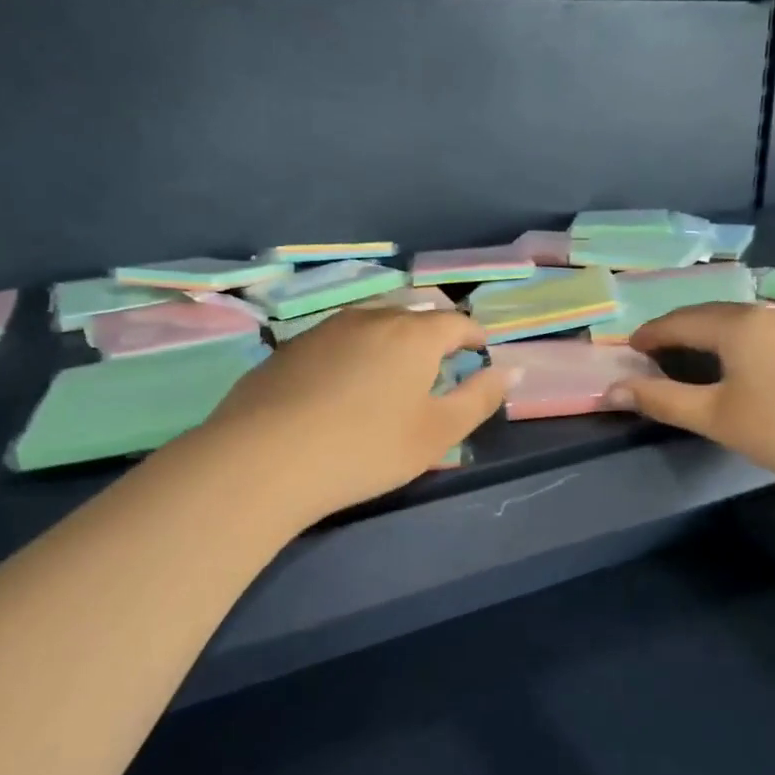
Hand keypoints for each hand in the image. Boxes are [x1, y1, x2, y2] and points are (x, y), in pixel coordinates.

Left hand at [180, 306, 510, 528]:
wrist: (264, 458)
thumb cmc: (366, 448)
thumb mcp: (437, 433)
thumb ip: (479, 398)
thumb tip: (511, 370)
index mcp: (414, 334)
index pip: (457, 322)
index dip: (474, 336)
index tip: (480, 352)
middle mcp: (371, 318)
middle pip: (413, 316)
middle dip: (432, 335)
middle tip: (438, 365)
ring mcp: (325, 328)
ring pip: (371, 323)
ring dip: (390, 340)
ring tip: (391, 372)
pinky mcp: (289, 348)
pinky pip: (336, 339)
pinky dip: (352, 352)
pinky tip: (341, 385)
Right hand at [607, 303, 774, 491]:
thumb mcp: (716, 417)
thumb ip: (663, 400)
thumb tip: (612, 390)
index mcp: (735, 325)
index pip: (678, 321)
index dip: (650, 334)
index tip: (630, 348)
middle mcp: (763, 314)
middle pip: (708, 315)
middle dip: (677, 329)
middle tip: (654, 350)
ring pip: (738, 322)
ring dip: (708, 334)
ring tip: (691, 354)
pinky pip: (761, 332)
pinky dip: (736, 342)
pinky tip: (740, 363)